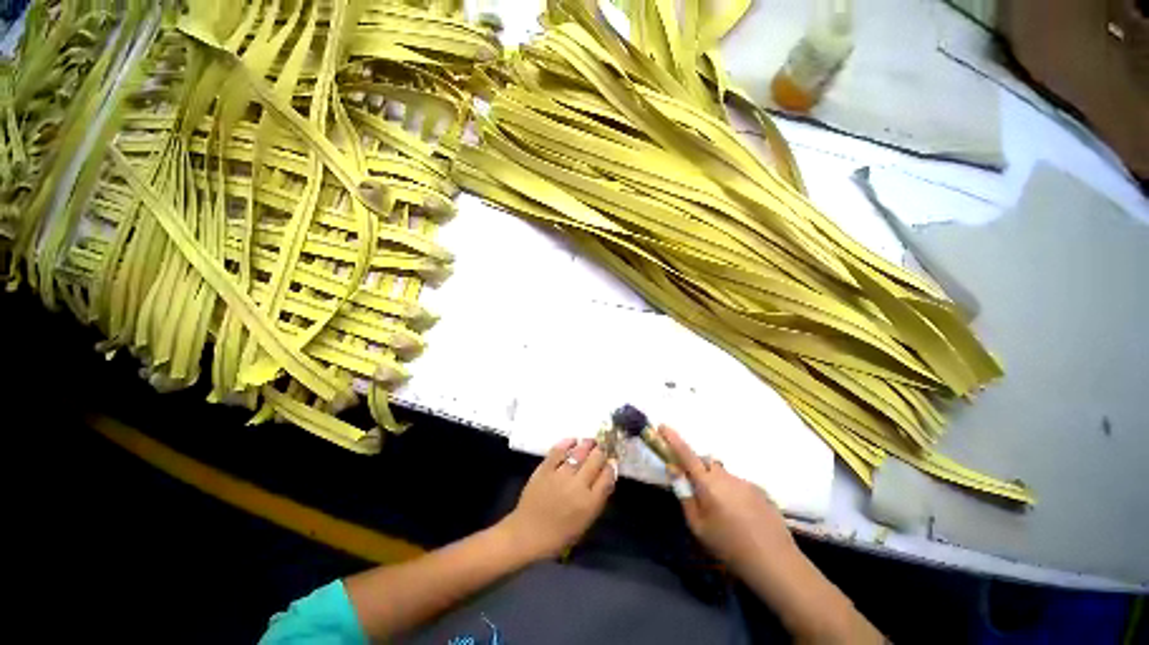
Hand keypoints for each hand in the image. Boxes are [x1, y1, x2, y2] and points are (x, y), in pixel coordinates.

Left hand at [500, 437, 616, 560]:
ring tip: (591, 441)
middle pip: (596, 460)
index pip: (607, 476)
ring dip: (587, 444)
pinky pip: (558, 451)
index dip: (611, 466)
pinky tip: (573, 440)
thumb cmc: (559, 534)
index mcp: (590, 503)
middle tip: (602, 448)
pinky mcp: (545, 469)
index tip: (610, 461)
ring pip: (579, 452)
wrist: (527, 534)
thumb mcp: (585, 522)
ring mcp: (560, 475)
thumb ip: (597, 498)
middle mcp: (577, 486)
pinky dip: (567, 443)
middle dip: (601, 451)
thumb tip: (606, 475)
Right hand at [661, 425, 793, 573]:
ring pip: (722, 475)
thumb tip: (674, 469)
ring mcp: (744, 482)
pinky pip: (737, 484)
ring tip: (723, 512)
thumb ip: (685, 495)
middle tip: (697, 492)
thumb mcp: (698, 526)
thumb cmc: (729, 547)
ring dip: (716, 484)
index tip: (662, 426)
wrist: (775, 562)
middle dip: (697, 469)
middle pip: (705, 463)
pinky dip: (732, 493)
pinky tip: (741, 517)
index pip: (686, 454)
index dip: (673, 439)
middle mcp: (725, 477)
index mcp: (707, 484)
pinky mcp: (759, 490)